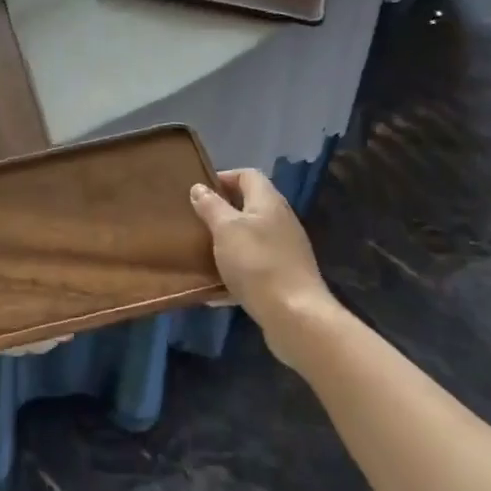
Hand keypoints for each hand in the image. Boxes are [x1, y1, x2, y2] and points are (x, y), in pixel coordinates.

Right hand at [189, 169, 334, 372]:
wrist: (295, 315)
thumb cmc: (256, 263)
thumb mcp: (226, 229)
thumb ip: (211, 206)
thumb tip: (199, 187)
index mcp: (269, 202)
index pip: (247, 175)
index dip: (223, 177)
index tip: (198, 192)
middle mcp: (281, 220)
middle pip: (250, 205)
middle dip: (222, 211)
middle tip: (196, 222)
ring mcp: (286, 250)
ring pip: (251, 237)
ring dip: (228, 242)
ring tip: (202, 251)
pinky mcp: (284, 276)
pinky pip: (255, 265)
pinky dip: (236, 270)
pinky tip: (217, 287)